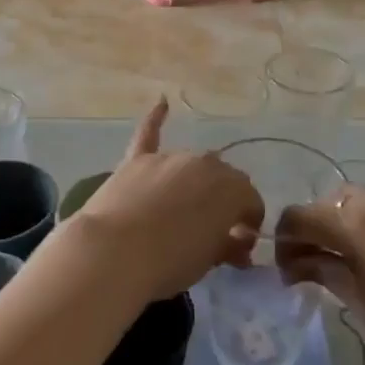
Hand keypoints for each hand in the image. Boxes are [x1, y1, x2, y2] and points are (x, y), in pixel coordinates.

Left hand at [69, 99, 264, 301]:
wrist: (114, 253)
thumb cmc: (170, 262)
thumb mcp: (209, 260)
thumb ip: (228, 245)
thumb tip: (237, 243)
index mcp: (231, 188)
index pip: (251, 201)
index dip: (249, 223)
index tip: (240, 245)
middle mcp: (204, 164)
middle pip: (223, 179)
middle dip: (224, 202)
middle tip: (214, 231)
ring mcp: (168, 158)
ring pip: (191, 165)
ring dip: (195, 182)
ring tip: (185, 209)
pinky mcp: (136, 161)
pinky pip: (148, 133)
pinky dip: (155, 118)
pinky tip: (162, 102)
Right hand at [277, 187, 364, 364]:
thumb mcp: (360, 300)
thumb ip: (324, 270)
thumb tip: (298, 262)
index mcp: (353, 222)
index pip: (300, 217)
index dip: (284, 240)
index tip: (286, 271)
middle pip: (327, 203)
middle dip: (312, 228)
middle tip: (311, 263)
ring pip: (357, 198)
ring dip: (341, 220)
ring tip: (345, 254)